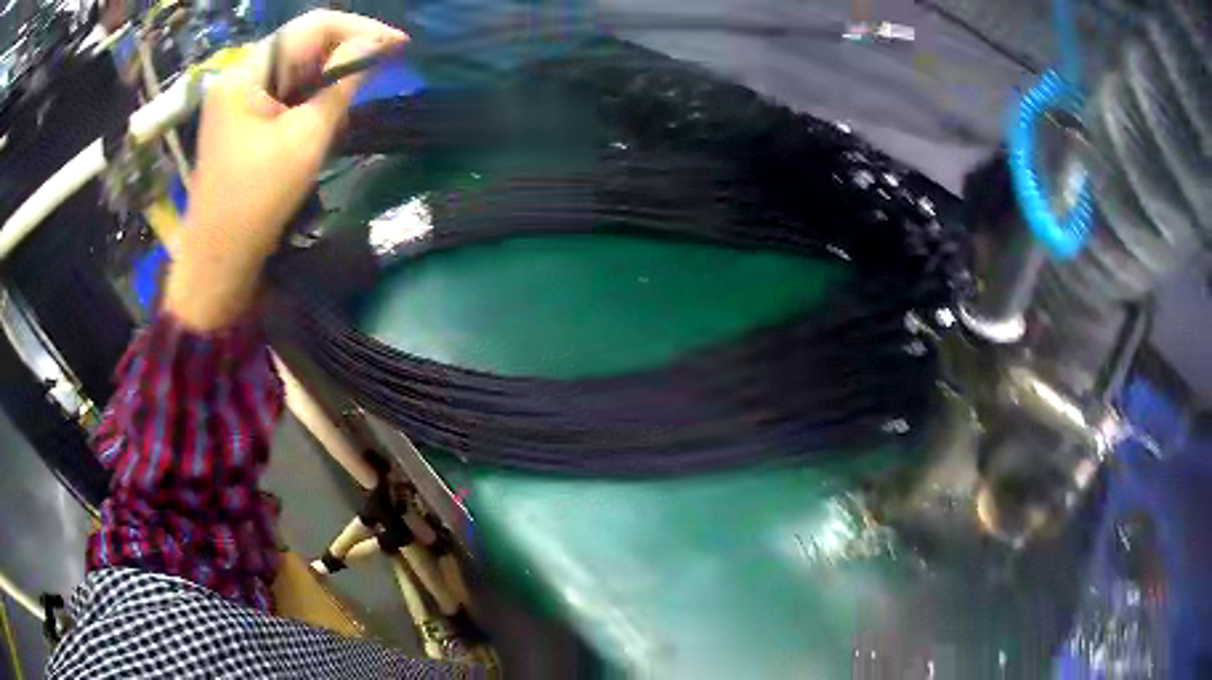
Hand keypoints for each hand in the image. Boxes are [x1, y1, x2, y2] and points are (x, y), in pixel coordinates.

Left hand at [166, 10, 406, 330]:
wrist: (218, 260)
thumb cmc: (257, 201)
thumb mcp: (306, 138)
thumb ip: (341, 84)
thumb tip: (375, 46)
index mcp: (246, 73)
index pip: (311, 26)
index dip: (359, 29)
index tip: (398, 45)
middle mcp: (240, 75)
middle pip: (302, 43)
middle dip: (345, 50)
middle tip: (385, 66)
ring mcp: (238, 98)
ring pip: (295, 67)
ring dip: (330, 73)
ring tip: (362, 88)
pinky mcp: (242, 119)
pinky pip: (284, 91)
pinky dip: (311, 93)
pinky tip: (330, 107)